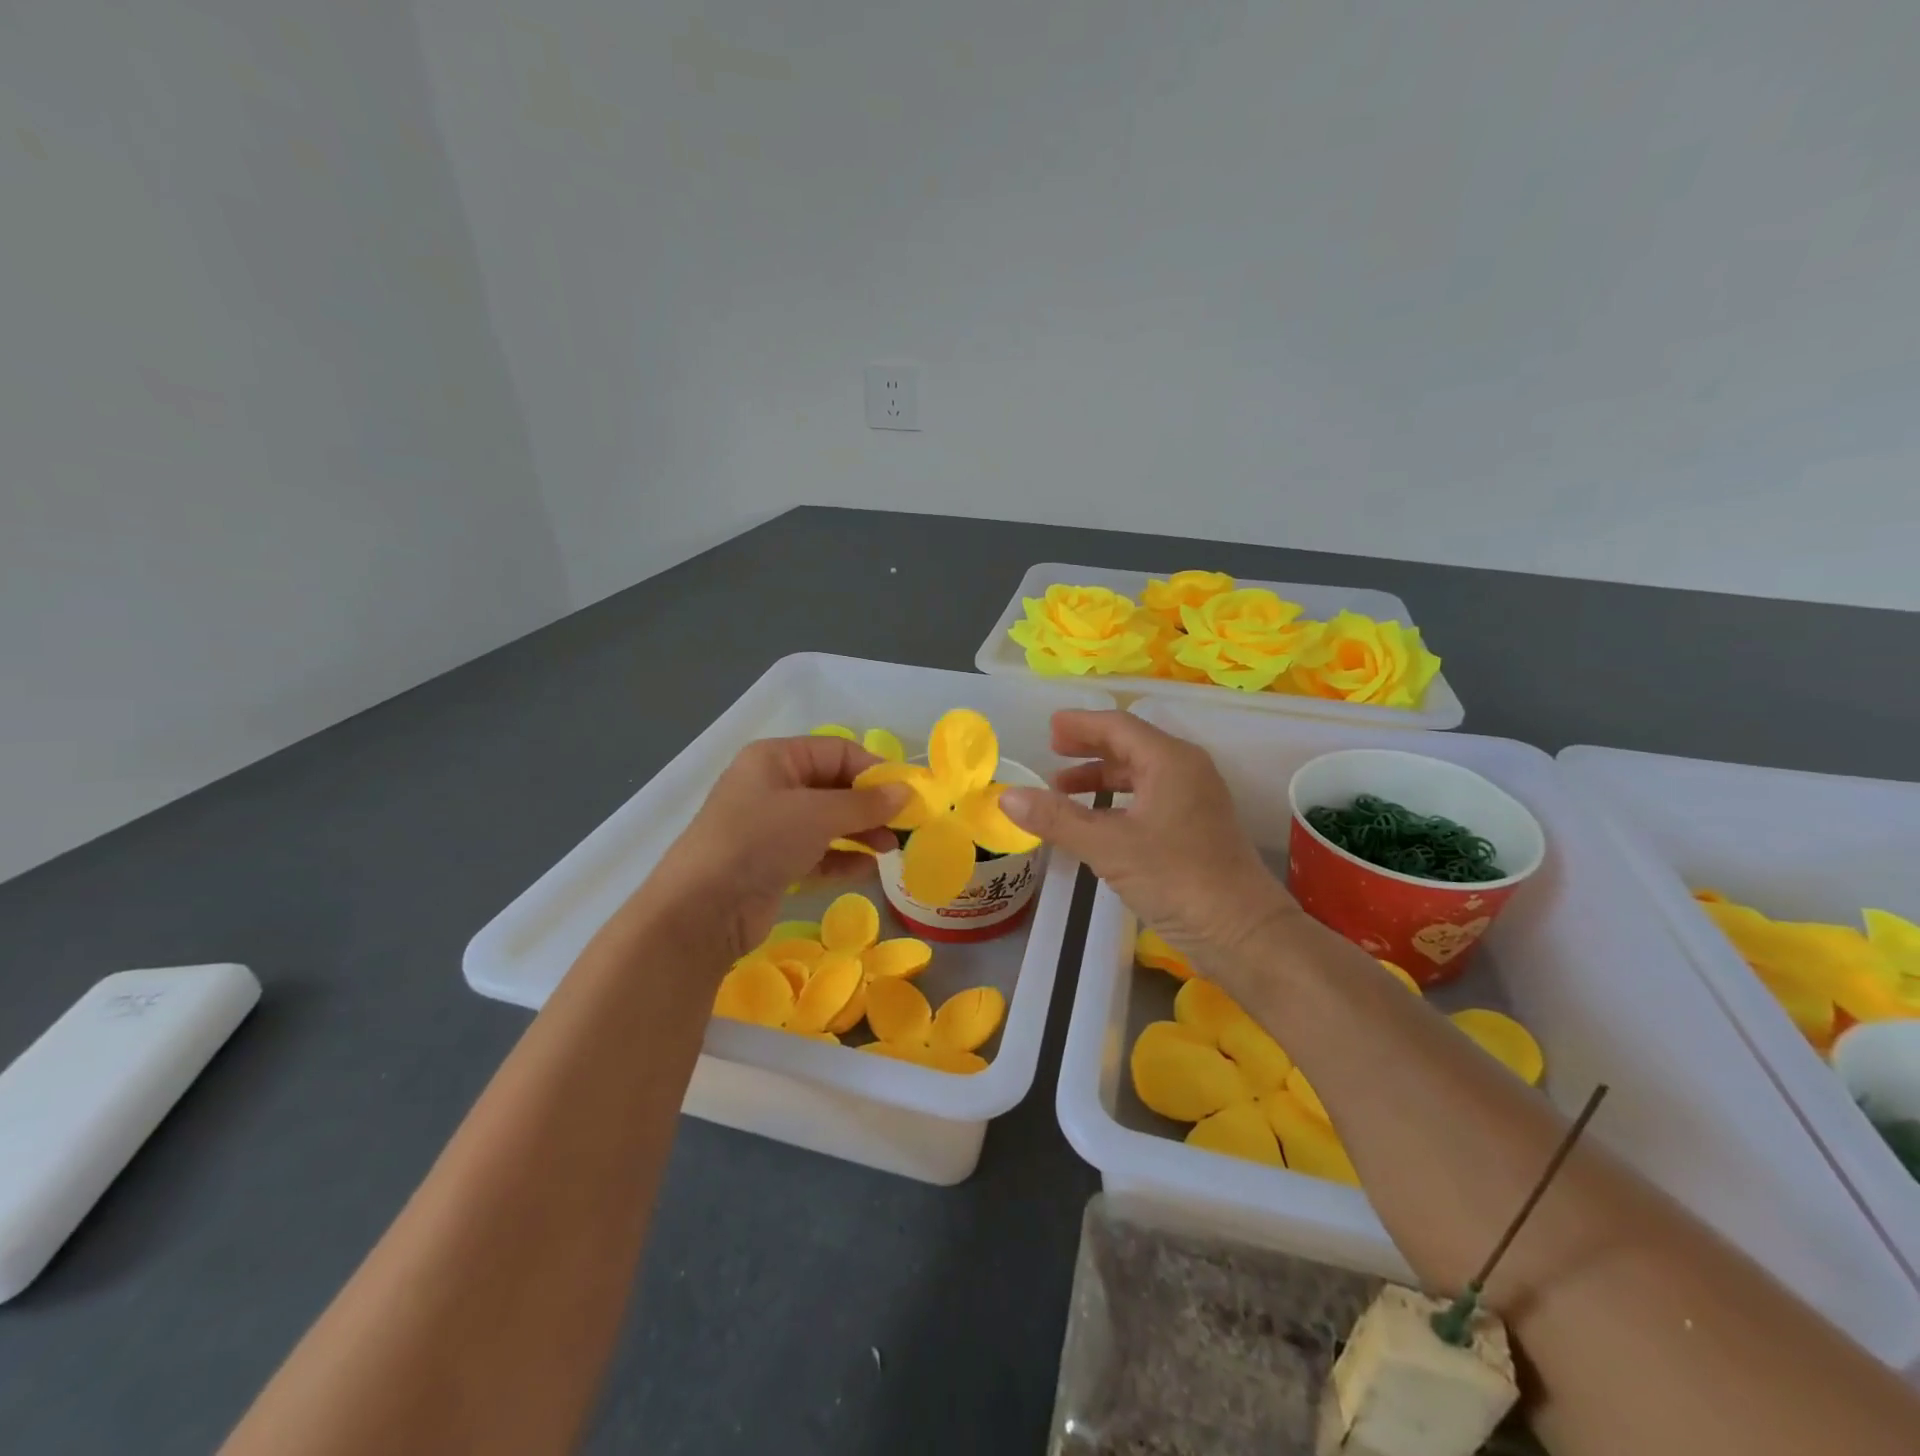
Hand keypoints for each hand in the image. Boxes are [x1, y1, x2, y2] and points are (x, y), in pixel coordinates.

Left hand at [648, 736, 909, 962]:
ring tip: (891, 850)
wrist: (701, 910)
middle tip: (904, 826)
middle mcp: (772, 786)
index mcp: (775, 759)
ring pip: (827, 821)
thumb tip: (906, 794)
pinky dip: (842, 857)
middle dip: (870, 805)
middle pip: (834, 786)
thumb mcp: (817, 815)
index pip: (837, 751)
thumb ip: (866, 804)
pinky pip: (816, 852)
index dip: (874, 770)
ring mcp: (770, 827)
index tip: (907, 794)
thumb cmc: (759, 842)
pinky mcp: (772, 863)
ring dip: (861, 833)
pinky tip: (867, 869)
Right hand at [999, 711, 1301, 975]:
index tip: (1050, 728)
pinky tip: (1097, 821)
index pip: (1118, 726)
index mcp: (1169, 761)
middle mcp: (1186, 770)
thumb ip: (1057, 819)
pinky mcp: (1197, 828)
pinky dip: (1118, 800)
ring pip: (1141, 773)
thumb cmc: (1177, 879)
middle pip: (1131, 745)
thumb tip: (1007, 796)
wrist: (1243, 932)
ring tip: (1064, 788)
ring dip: (1102, 776)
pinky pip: (1150, 797)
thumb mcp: (1108, 847)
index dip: (1081, 724)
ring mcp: (1195, 799)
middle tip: (1053, 750)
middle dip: (1090, 747)